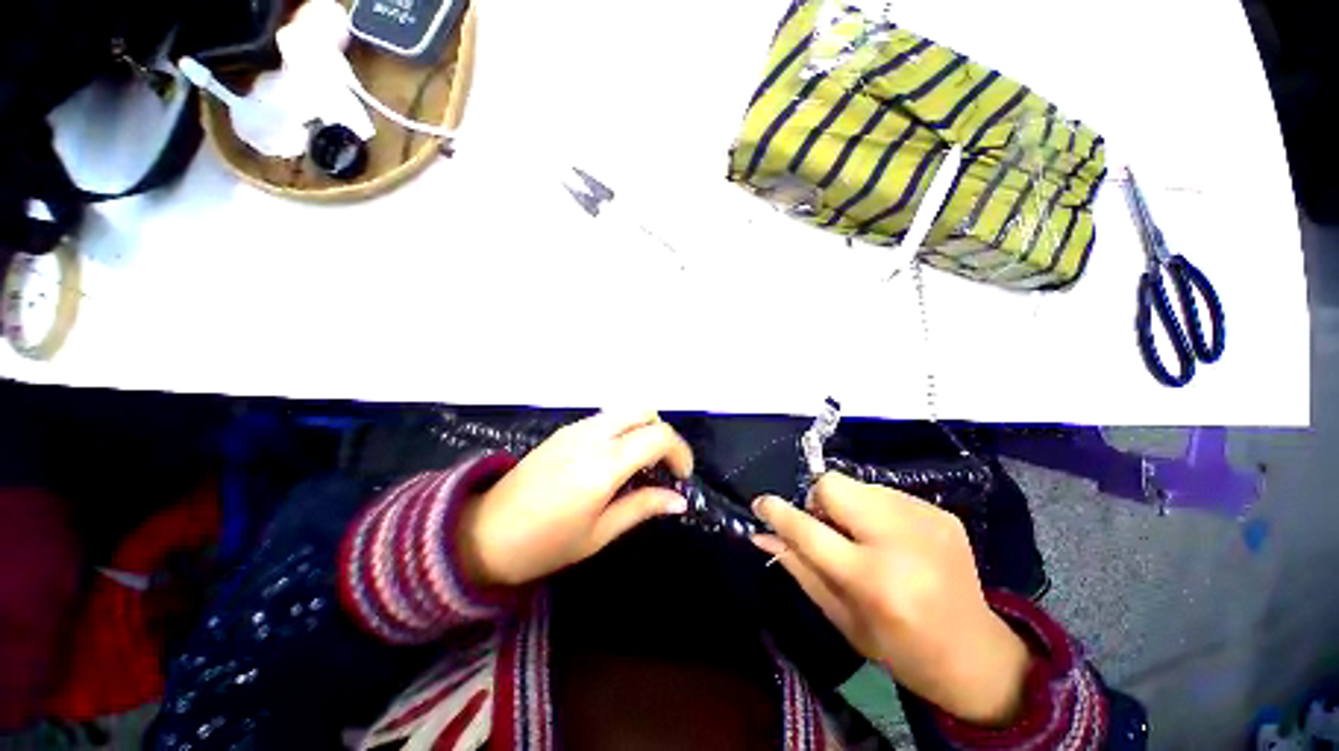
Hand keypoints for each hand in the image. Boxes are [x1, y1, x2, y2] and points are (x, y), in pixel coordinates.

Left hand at [459, 411, 692, 587]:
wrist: (481, 534)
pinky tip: (614, 460)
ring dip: (642, 430)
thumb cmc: (544, 545)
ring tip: (640, 465)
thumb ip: (642, 507)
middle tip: (662, 467)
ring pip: (624, 411)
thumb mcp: (599, 533)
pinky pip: (605, 419)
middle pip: (644, 411)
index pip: (658, 436)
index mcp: (603, 464)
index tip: (682, 476)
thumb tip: (679, 500)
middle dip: (662, 434)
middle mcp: (592, 436)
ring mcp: (576, 429)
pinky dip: (622, 430)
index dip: (680, 451)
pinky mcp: (564, 431)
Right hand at [751, 473, 1030, 726]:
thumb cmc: (899, 647)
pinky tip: (892, 540)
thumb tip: (762, 534)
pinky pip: (885, 493)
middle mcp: (900, 542)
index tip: (761, 504)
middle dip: (819, 502)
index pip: (809, 531)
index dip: (778, 513)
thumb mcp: (841, 618)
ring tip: (864, 539)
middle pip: (832, 485)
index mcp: (872, 581)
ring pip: (857, 485)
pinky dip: (875, 510)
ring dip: (848, 506)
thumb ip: (798, 568)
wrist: (976, 655)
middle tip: (829, 530)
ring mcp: (926, 521)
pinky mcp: (942, 514)